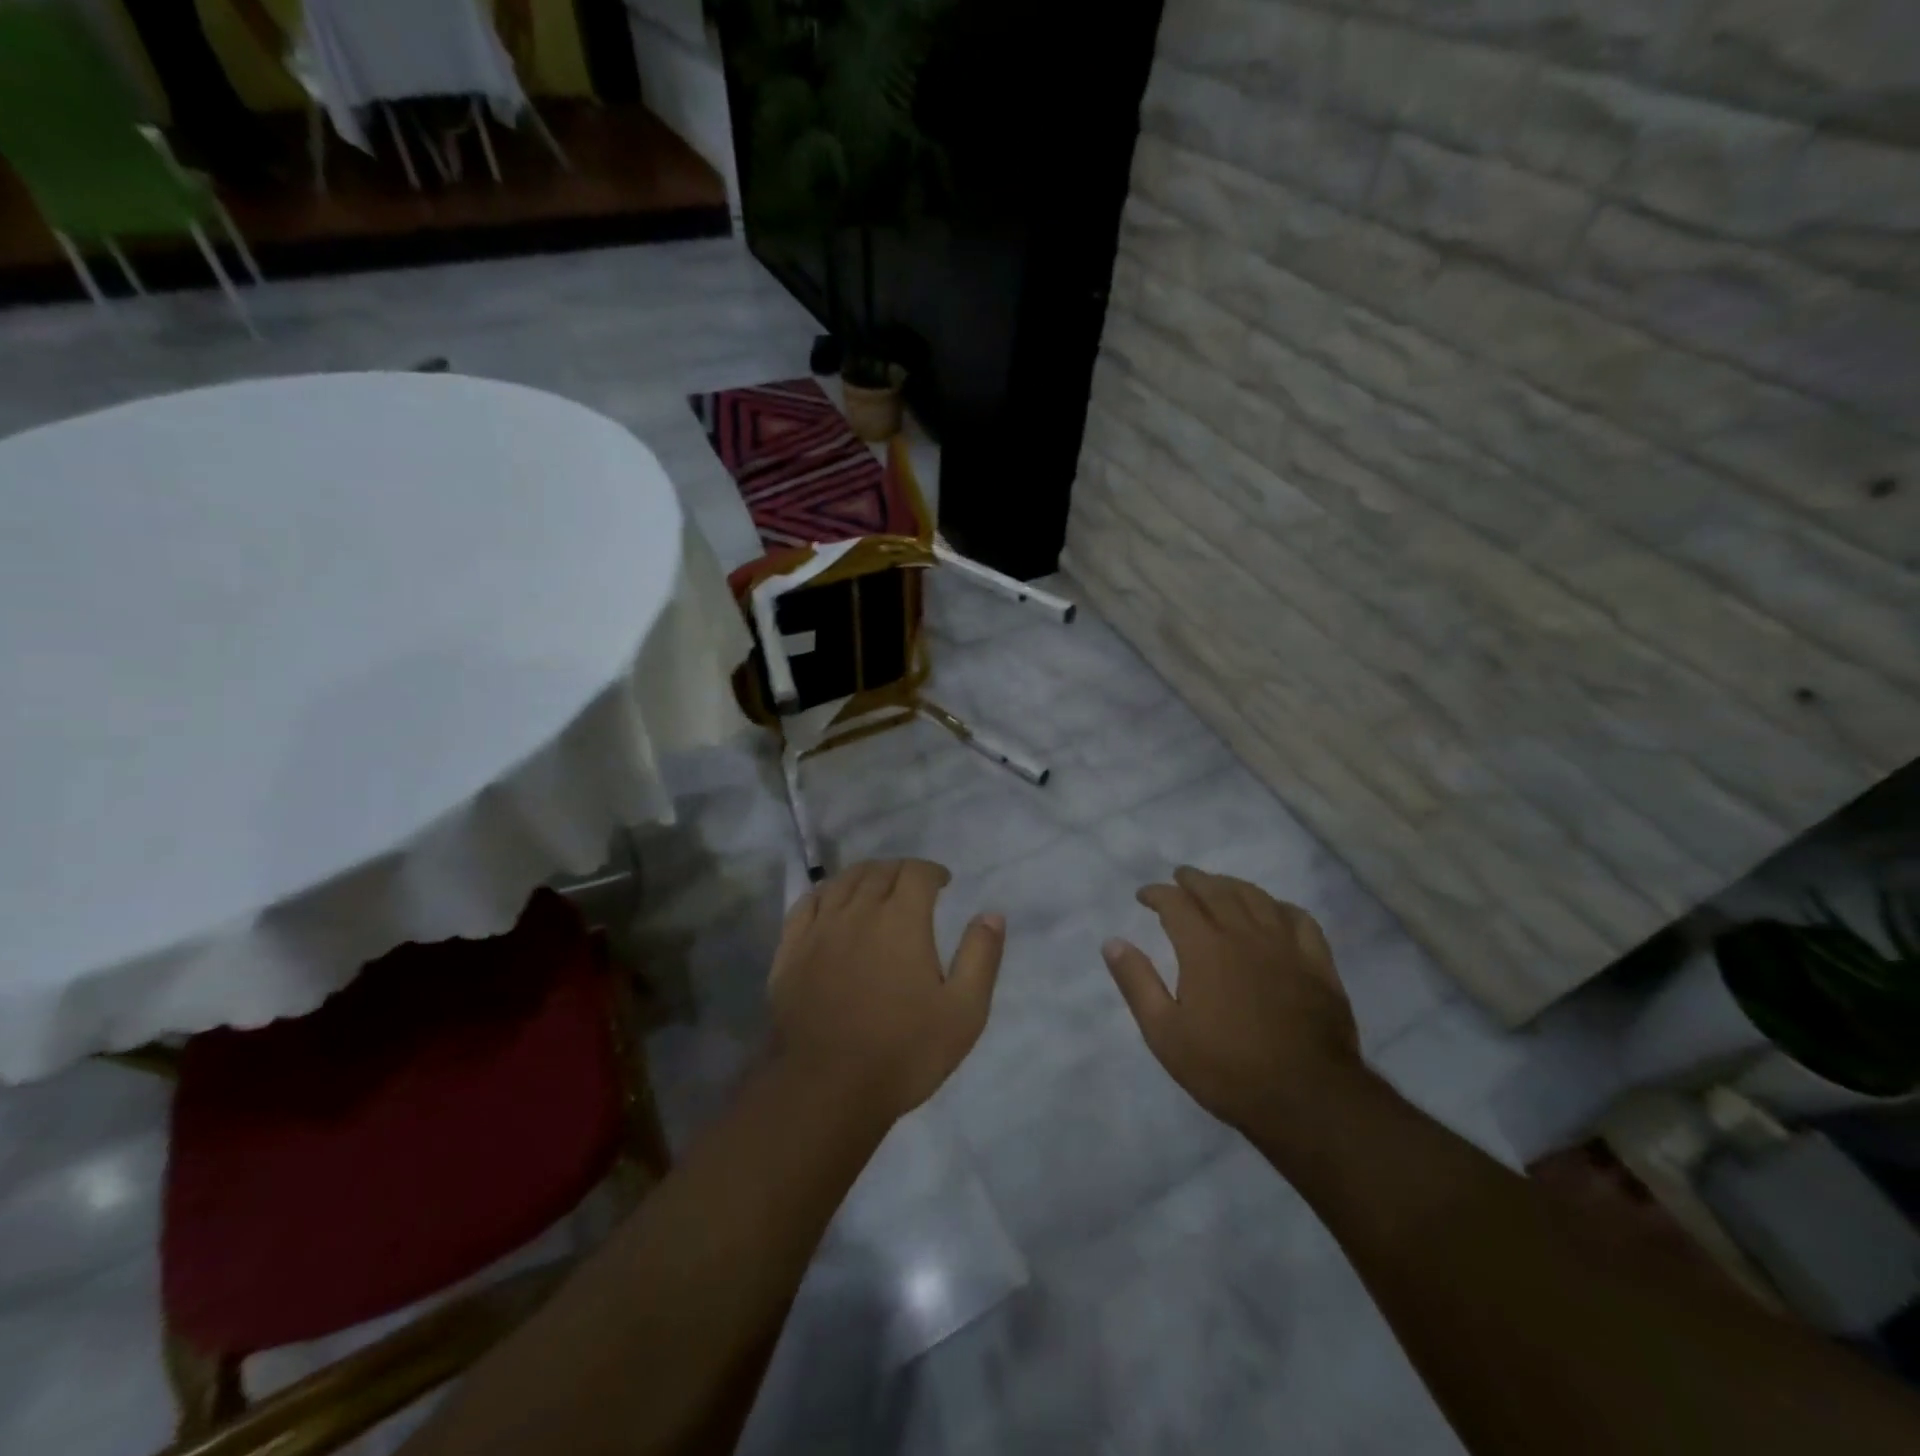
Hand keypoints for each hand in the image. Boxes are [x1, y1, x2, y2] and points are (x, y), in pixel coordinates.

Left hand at [768, 859, 1003, 1120]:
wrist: (827, 1088)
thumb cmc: (904, 1052)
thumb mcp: (964, 1012)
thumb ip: (981, 957)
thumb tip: (991, 914)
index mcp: (902, 920)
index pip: (916, 873)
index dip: (932, 871)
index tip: (943, 883)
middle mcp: (859, 912)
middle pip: (879, 871)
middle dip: (901, 871)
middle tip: (913, 886)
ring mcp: (820, 929)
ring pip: (843, 882)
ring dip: (865, 876)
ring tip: (877, 887)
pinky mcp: (791, 950)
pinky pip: (806, 904)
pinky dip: (826, 893)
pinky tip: (833, 902)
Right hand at [1103, 866, 1362, 1135]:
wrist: (1307, 1098)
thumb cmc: (1226, 1068)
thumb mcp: (1164, 1033)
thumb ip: (1137, 983)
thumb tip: (1113, 942)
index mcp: (1204, 947)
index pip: (1175, 903)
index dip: (1157, 893)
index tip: (1144, 896)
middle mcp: (1244, 934)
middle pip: (1216, 891)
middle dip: (1193, 880)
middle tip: (1180, 877)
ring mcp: (1285, 946)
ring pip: (1256, 898)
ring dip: (1232, 885)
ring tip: (1219, 885)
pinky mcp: (1317, 964)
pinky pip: (1300, 919)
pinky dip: (1280, 907)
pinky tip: (1274, 911)